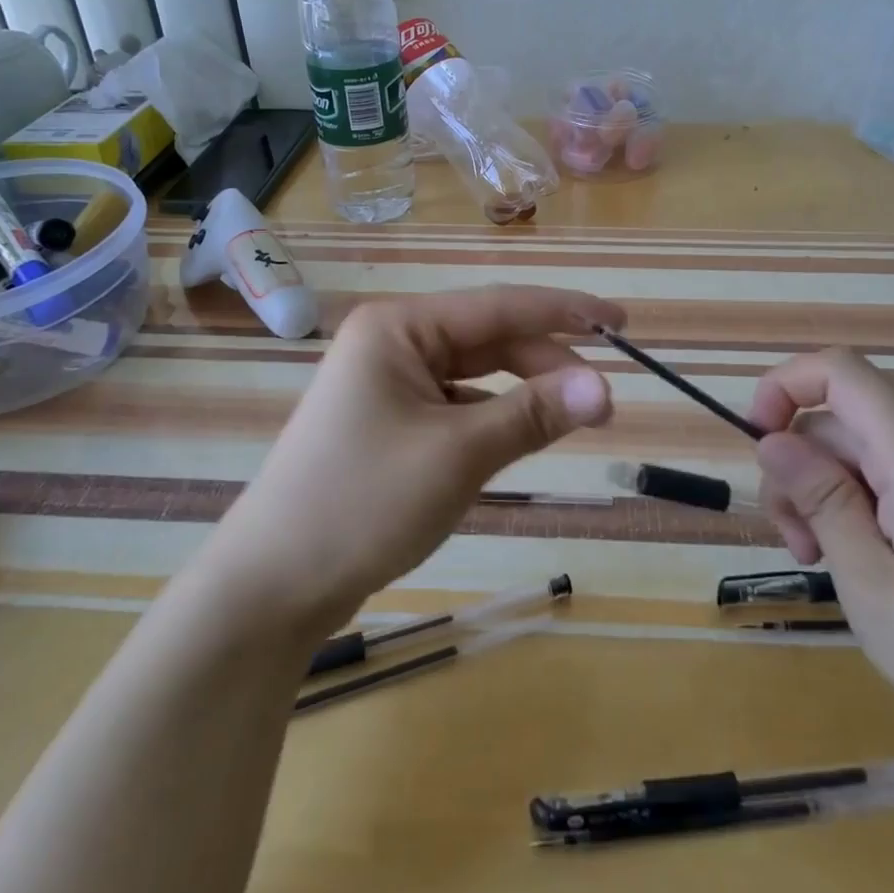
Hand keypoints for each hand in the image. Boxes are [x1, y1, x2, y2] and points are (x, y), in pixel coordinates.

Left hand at [211, 285, 623, 638]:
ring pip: (474, 375)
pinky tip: (516, 440)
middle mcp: (391, 342)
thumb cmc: (363, 504)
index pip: (500, 306)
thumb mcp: (459, 455)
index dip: (566, 311)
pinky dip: (491, 419)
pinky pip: (455, 406)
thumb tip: (605, 388)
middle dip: (546, 365)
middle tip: (603, 402)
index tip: (621, 323)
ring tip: (572, 421)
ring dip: (522, 394)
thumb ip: (533, 414)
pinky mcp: (388, 422)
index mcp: (399, 327)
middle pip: (488, 340)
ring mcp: (386, 383)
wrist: (272, 586)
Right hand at [746, 349, 893, 799]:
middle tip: (799, 546)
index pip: (841, 371)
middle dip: (799, 470)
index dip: (785, 385)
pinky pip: (888, 473)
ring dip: (824, 494)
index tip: (758, 445)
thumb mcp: (873, 587)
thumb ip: (822, 501)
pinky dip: (857, 505)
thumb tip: (772, 439)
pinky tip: (863, 562)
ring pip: (858, 449)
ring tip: (825, 562)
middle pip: (840, 420)